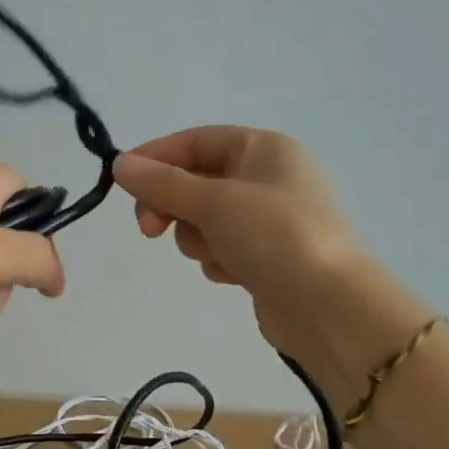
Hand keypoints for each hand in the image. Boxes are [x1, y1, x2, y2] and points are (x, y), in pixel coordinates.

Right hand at [113, 127, 362, 355]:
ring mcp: (269, 218)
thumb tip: (119, 164)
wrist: (329, 307)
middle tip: (151, 230)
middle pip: (196, 180)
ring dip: (198, 237)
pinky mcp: (267, 255)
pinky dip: (218, 259)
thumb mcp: (213, 202)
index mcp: (264, 149)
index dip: (155, 157)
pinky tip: (233, 275)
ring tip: (217, 255)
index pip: (194, 141)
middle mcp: (268, 177)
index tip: (120, 182)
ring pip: (204, 218)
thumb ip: (162, 183)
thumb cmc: (274, 236)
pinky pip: (222, 246)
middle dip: (173, 206)